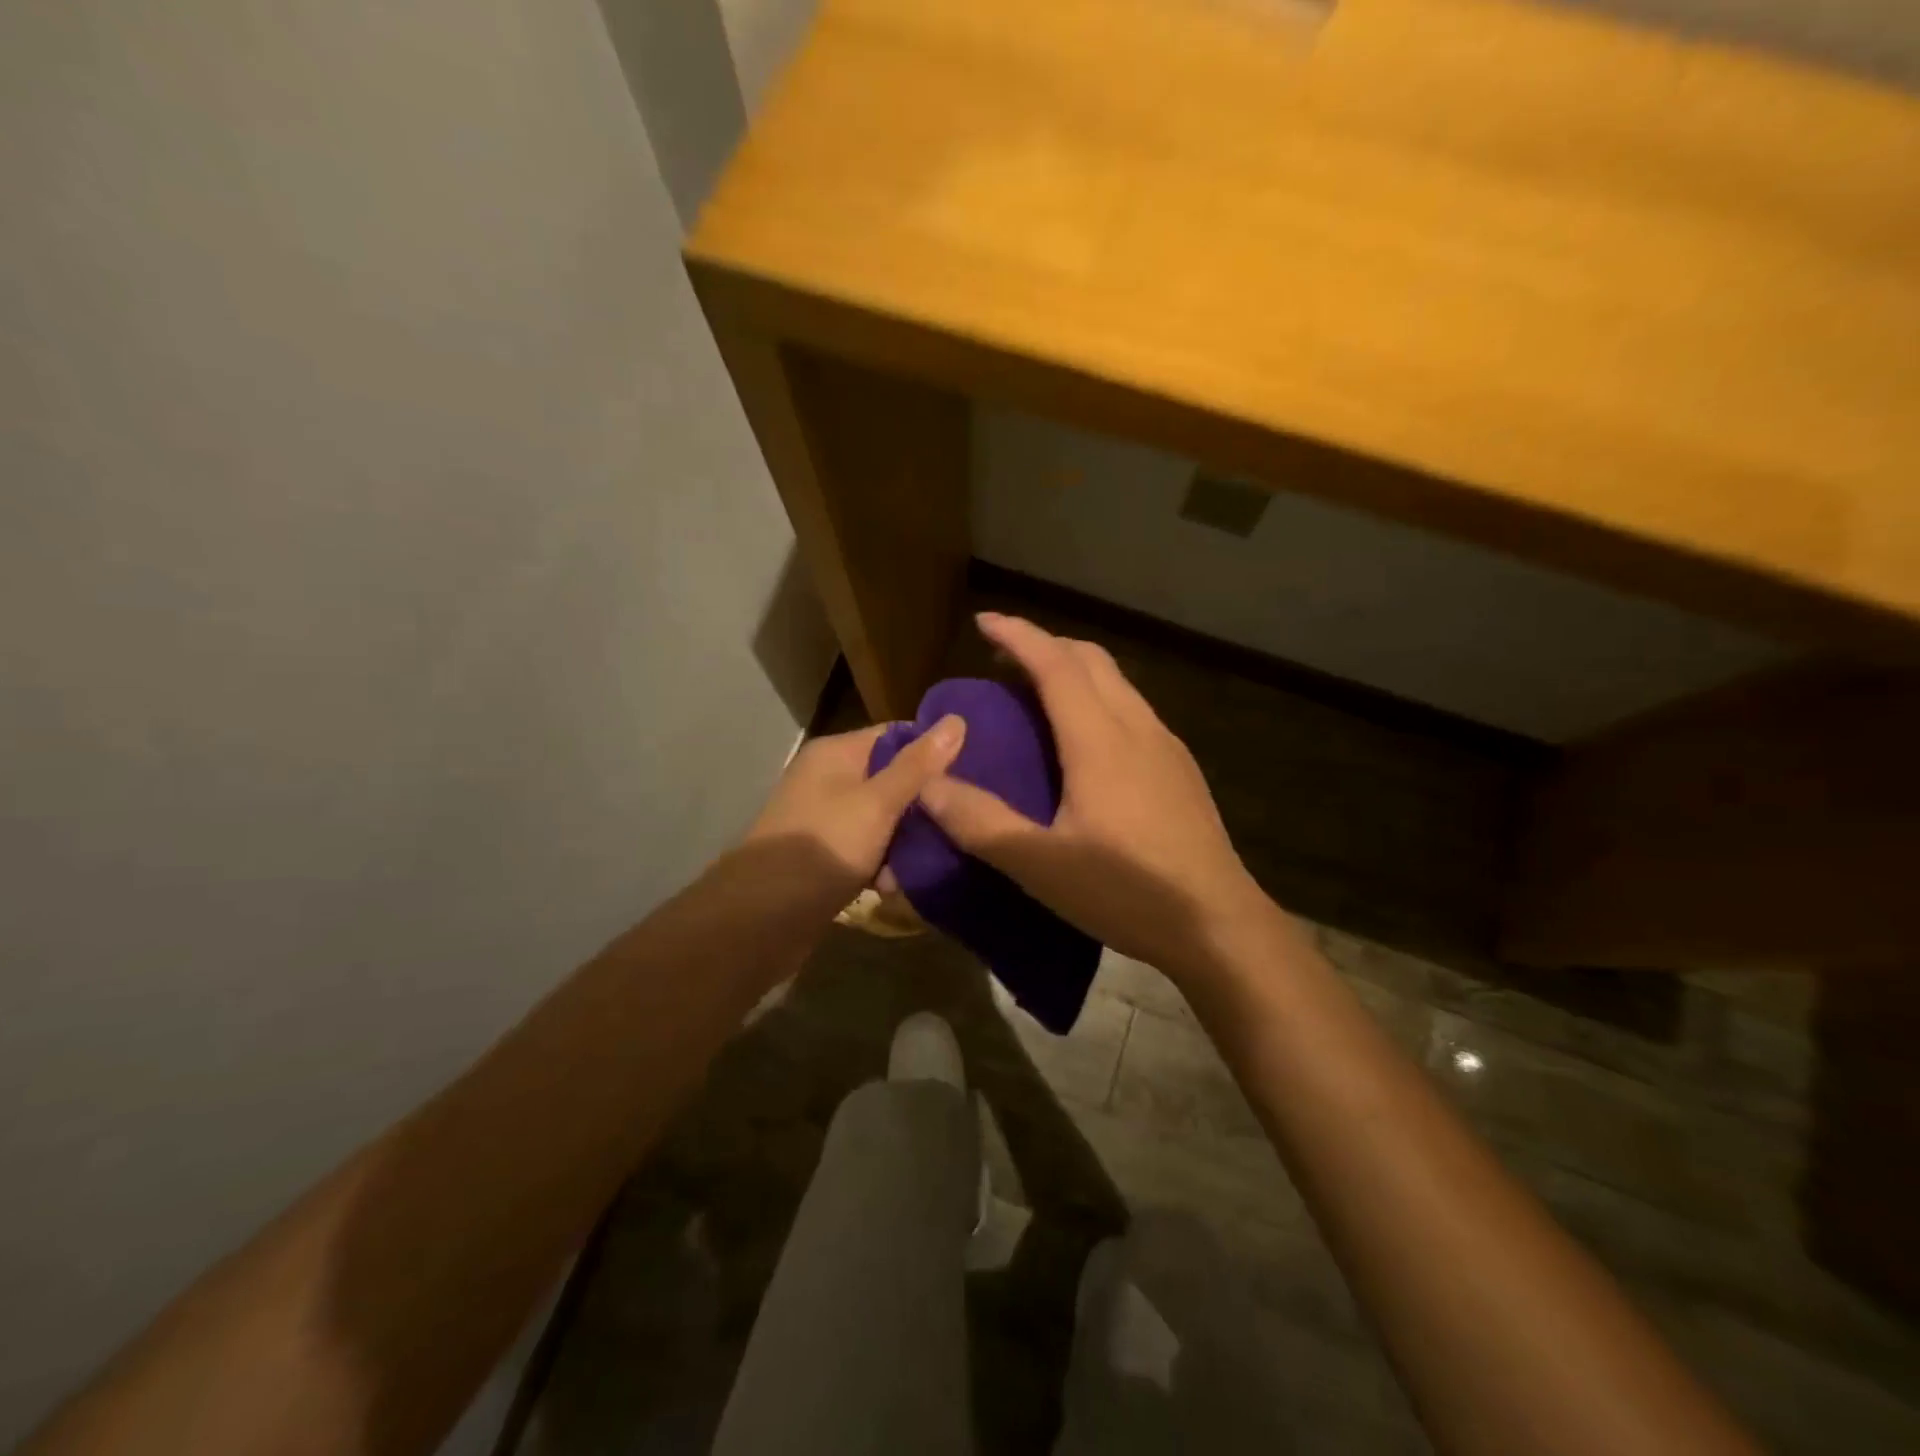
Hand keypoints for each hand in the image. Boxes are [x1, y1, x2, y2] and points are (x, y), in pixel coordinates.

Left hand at [744, 716, 965, 902]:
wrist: (762, 917)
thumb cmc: (824, 847)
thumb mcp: (878, 802)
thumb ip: (917, 765)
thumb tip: (956, 720)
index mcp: (836, 753)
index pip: (895, 735)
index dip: (933, 751)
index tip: (973, 771)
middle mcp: (827, 779)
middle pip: (890, 778)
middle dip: (923, 802)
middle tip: (962, 818)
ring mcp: (824, 818)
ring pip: (881, 818)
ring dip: (906, 839)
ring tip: (940, 856)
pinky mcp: (824, 855)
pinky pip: (865, 848)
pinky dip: (883, 862)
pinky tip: (904, 882)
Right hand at [918, 614, 1271, 978]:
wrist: (1218, 924)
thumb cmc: (1126, 891)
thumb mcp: (1040, 865)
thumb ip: (980, 822)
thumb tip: (928, 785)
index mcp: (1100, 739)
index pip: (1055, 664)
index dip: (1018, 635)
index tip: (984, 621)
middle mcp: (1137, 727)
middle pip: (1091, 659)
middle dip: (1046, 645)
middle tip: (1004, 661)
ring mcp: (1166, 746)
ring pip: (1117, 683)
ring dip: (1074, 671)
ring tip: (1037, 697)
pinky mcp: (1180, 770)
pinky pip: (1132, 710)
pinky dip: (1098, 700)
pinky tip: (1085, 743)